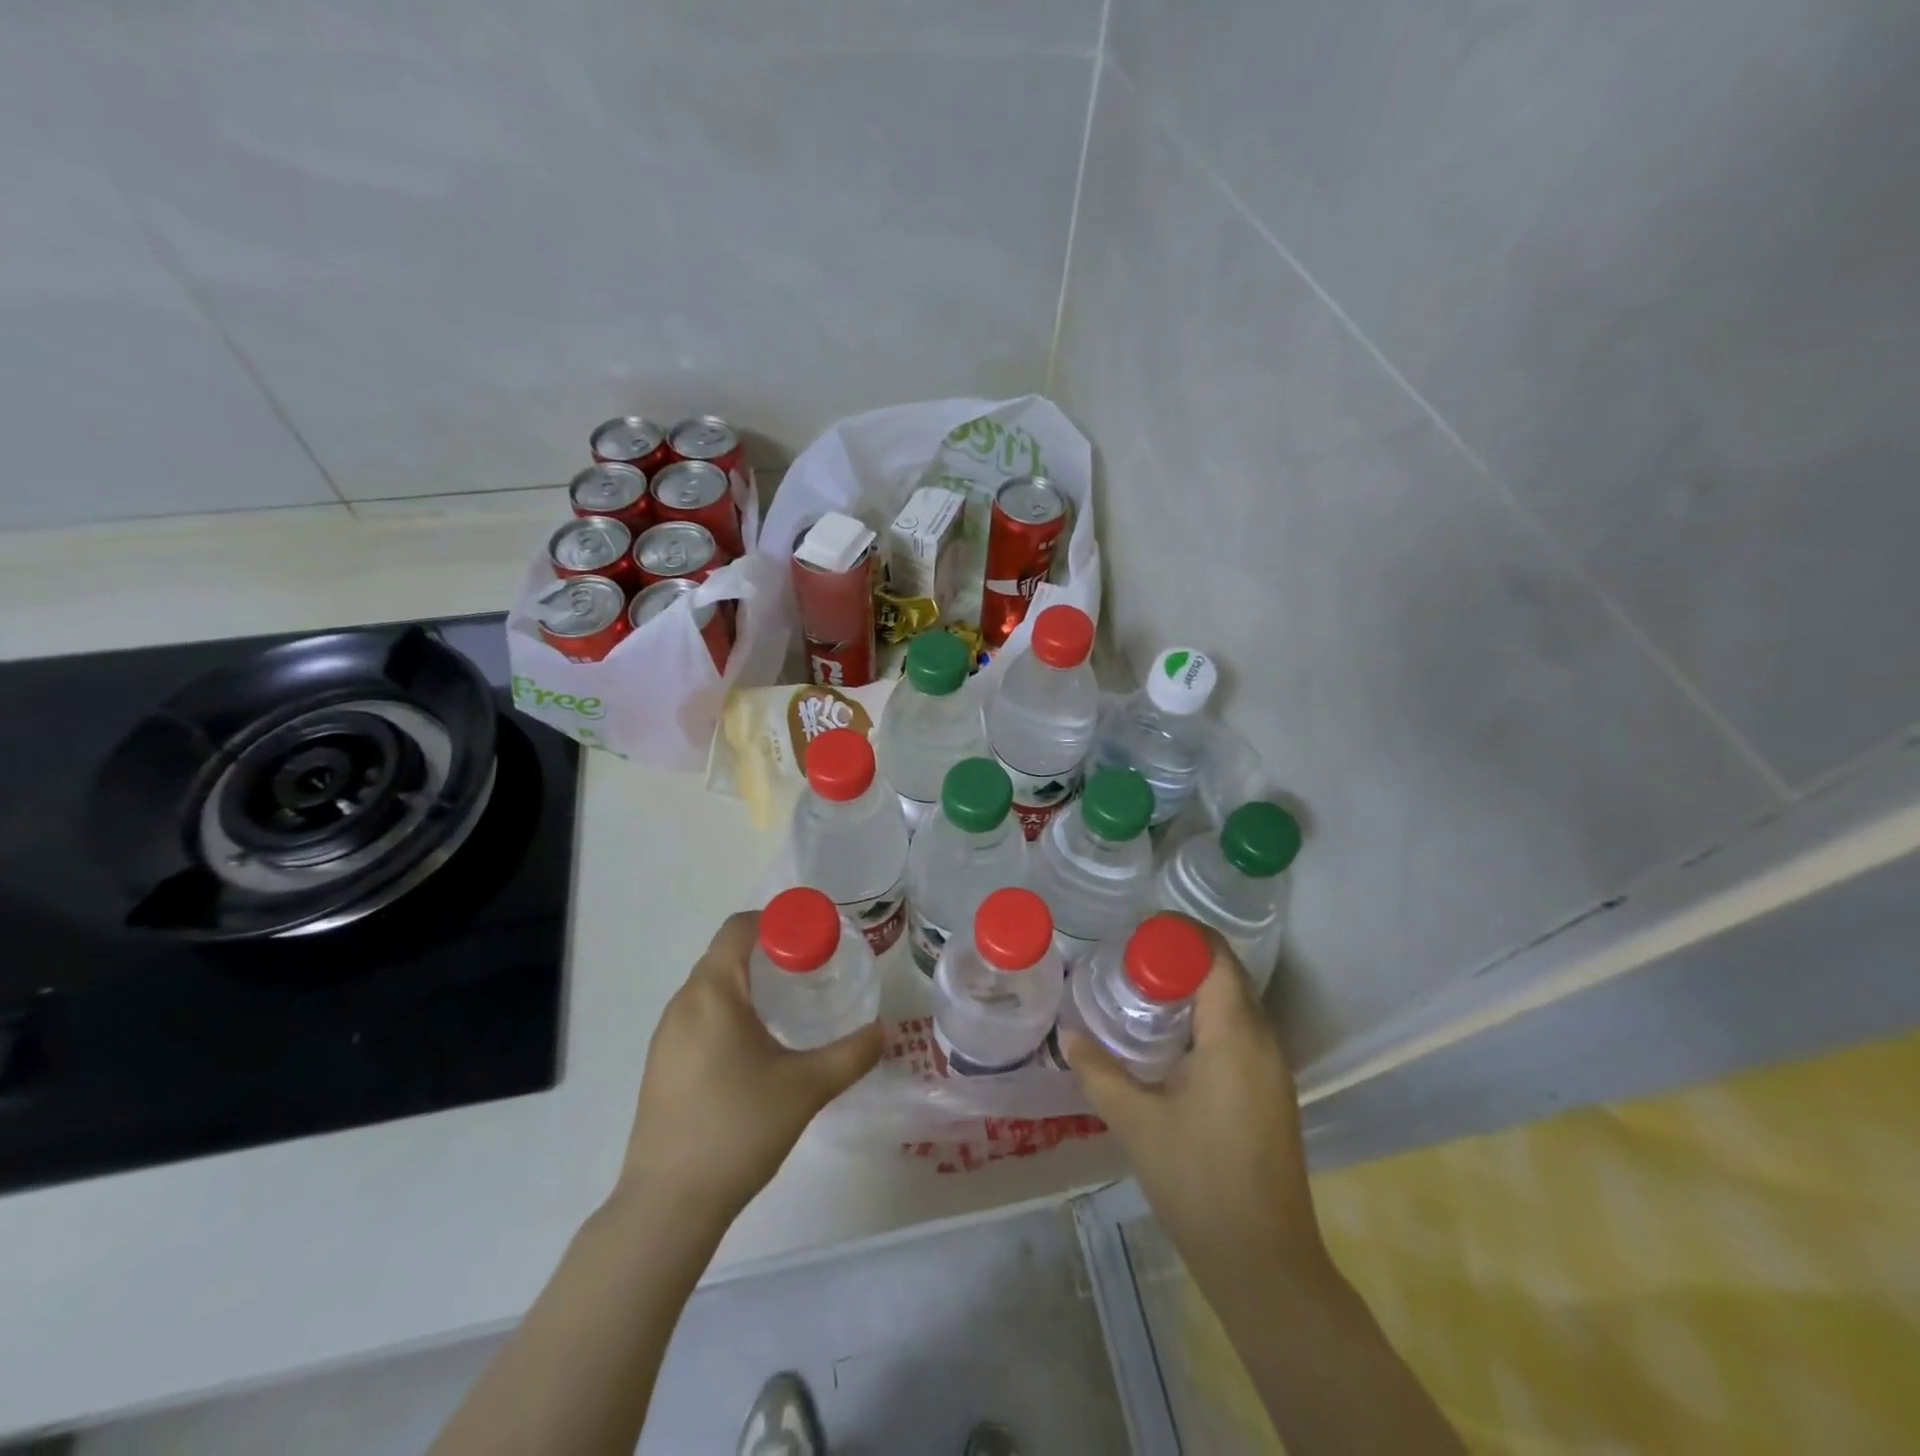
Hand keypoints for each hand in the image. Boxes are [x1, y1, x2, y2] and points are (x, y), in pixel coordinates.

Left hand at [612, 911, 882, 1227]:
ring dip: (748, 983)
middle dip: (769, 952)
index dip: (778, 921)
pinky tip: (755, 1048)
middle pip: (726, 954)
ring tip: (788, 1007)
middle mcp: (683, 1004)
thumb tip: (883, 1031)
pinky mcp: (661, 1065)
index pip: (739, 927)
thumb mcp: (807, 1088)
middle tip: (811, 971)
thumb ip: (851, 1054)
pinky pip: (698, 1016)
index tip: (814, 939)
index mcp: (713, 993)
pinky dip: (729, 1011)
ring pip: (711, 986)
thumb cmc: (738, 1129)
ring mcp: (665, 1036)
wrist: (668, 1205)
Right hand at [1061, 931, 1330, 1291]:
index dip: (1178, 934)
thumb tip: (1067, 1035)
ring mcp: (1273, 1067)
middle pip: (1226, 972)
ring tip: (1142, 989)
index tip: (1134, 932)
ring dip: (1194, 986)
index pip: (1214, 956)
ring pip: (1235, 1001)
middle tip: (1129, 958)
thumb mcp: (1136, 1122)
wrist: (1263, 1261)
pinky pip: (1240, 1029)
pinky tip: (1170, 1037)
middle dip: (1181, 956)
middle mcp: (1263, 1040)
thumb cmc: (1197, 1181)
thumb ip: (1098, 1071)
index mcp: (1234, 1035)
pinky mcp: (1272, 1090)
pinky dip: (1207, 1014)